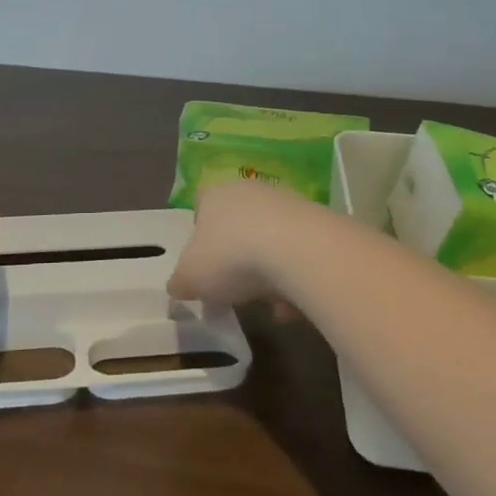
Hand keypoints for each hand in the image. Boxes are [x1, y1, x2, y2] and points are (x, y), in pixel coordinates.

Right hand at [167, 179, 318, 313]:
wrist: (299, 250)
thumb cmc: (231, 257)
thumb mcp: (190, 277)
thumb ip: (180, 282)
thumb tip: (178, 286)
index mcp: (214, 194)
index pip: (201, 206)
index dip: (200, 236)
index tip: (204, 266)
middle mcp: (249, 190)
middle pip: (237, 225)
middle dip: (236, 259)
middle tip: (235, 290)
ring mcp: (286, 203)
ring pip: (270, 242)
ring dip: (269, 274)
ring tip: (269, 305)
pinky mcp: (317, 221)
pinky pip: (298, 255)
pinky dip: (294, 279)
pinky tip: (294, 304)